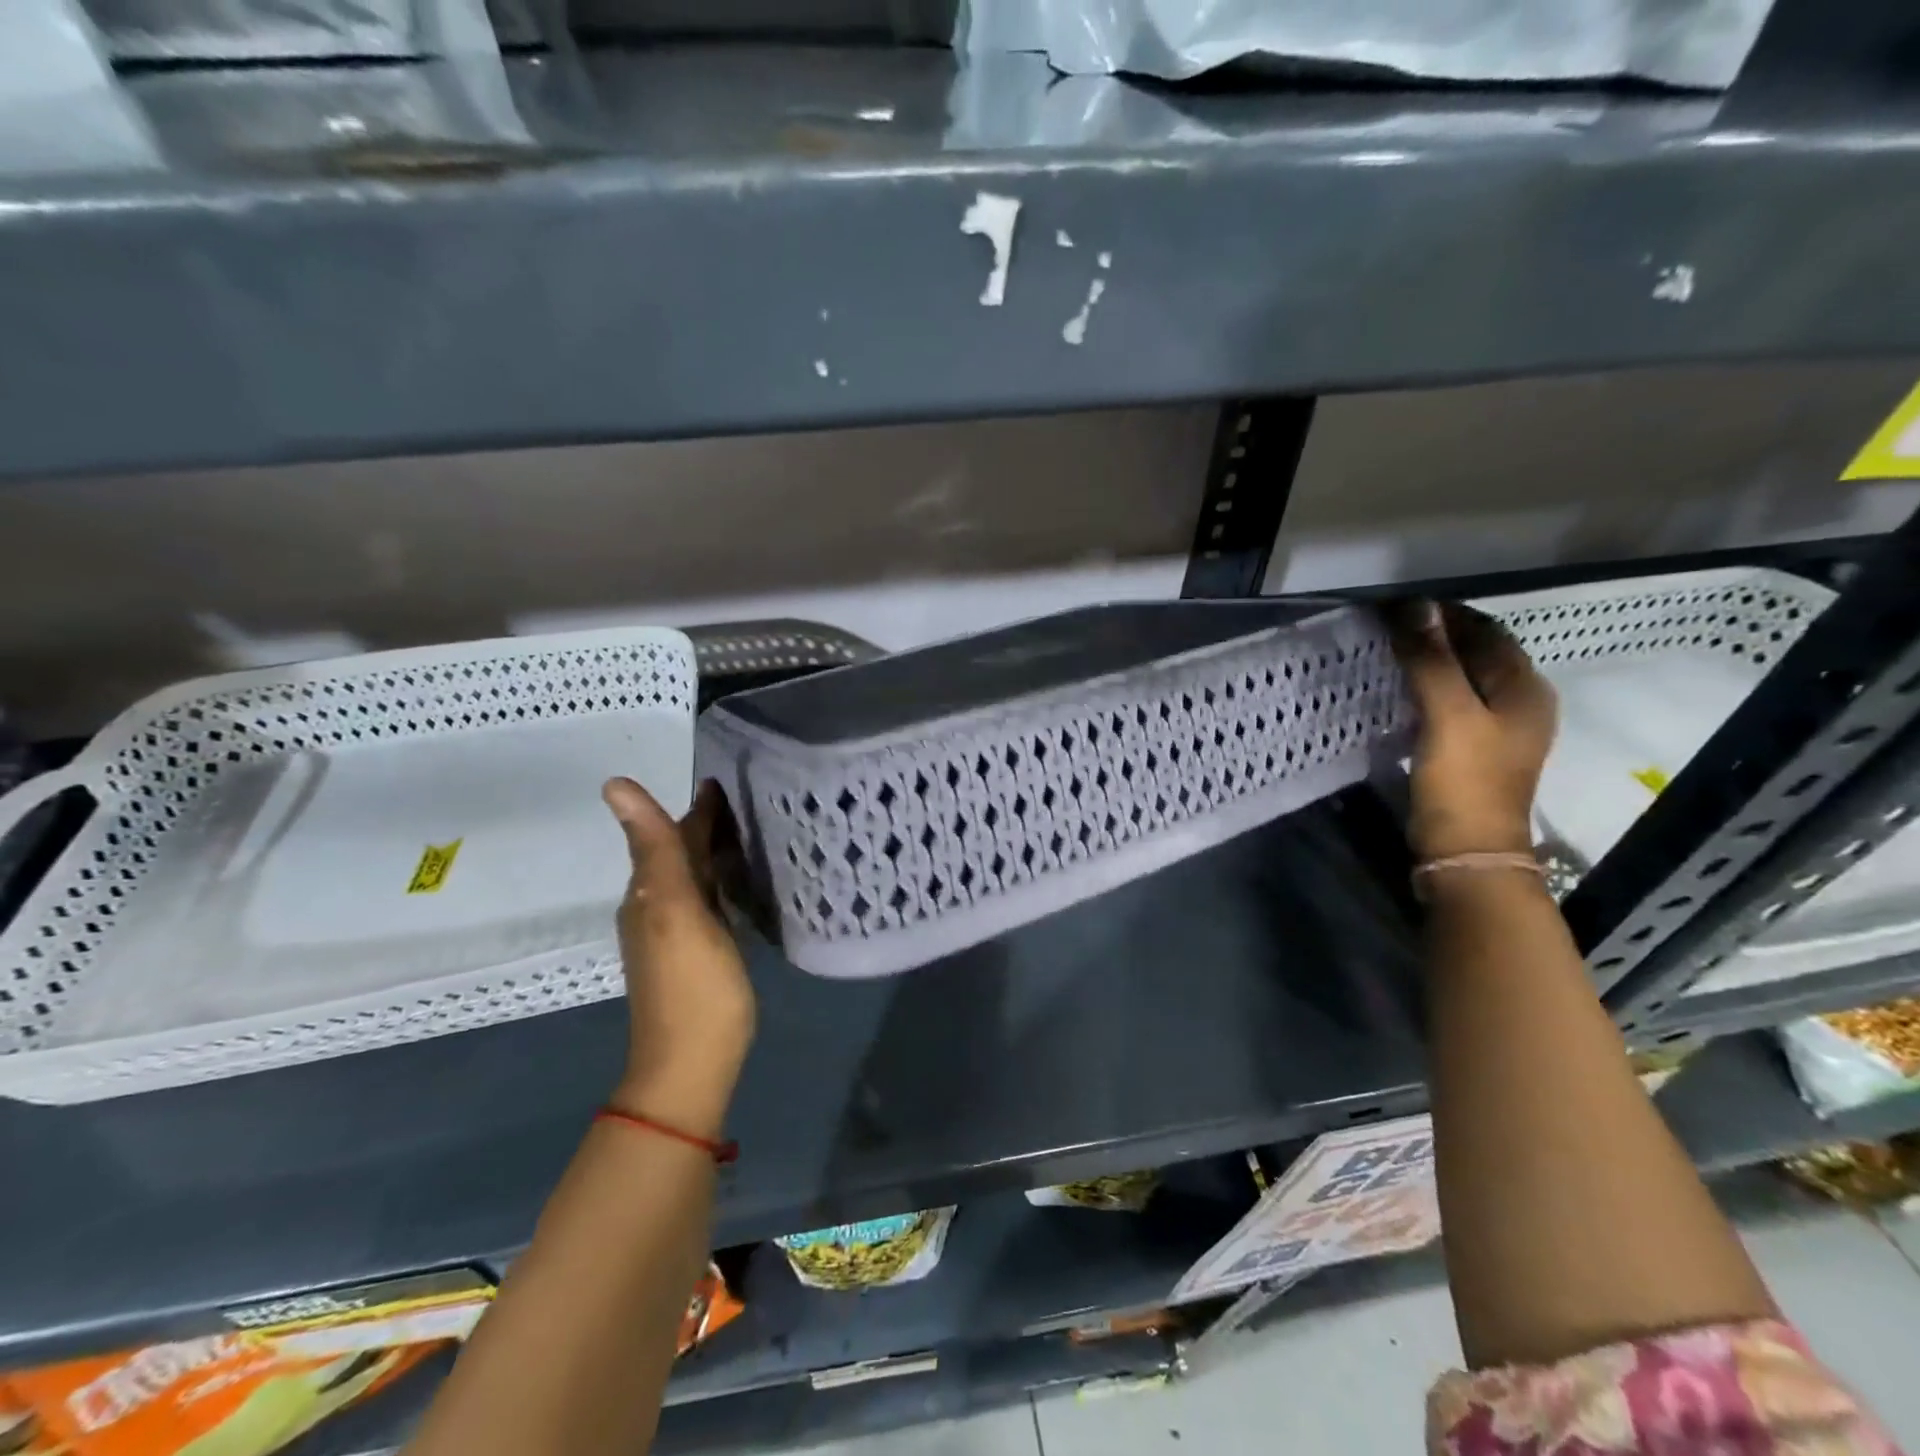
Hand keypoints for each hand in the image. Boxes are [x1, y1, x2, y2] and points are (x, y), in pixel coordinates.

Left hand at [601, 777, 756, 1140]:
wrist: (691, 1066)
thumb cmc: (692, 986)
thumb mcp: (675, 910)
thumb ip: (655, 848)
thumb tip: (613, 783)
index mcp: (651, 892)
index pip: (672, 835)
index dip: (697, 808)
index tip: (724, 779)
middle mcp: (656, 907)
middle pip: (680, 854)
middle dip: (706, 825)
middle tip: (745, 799)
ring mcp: (676, 934)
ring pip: (693, 877)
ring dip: (713, 851)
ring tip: (747, 832)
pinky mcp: (697, 954)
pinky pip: (707, 900)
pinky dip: (720, 881)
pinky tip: (738, 883)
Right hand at [1386, 601, 1556, 862]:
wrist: (1466, 850)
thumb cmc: (1465, 779)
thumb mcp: (1448, 714)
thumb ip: (1432, 659)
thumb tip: (1414, 605)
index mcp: (1525, 687)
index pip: (1486, 631)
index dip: (1445, 614)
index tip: (1398, 605)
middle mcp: (1520, 701)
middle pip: (1477, 652)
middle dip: (1436, 635)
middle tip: (1386, 626)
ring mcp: (1498, 728)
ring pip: (1463, 677)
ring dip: (1430, 661)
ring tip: (1387, 652)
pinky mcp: (1473, 748)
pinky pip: (1451, 702)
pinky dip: (1427, 687)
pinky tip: (1399, 690)